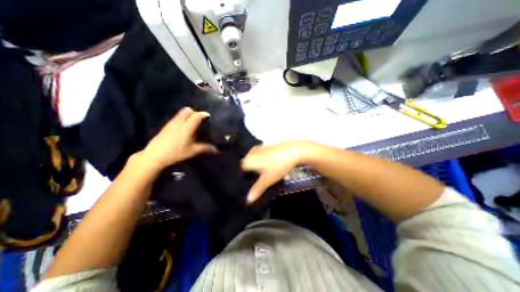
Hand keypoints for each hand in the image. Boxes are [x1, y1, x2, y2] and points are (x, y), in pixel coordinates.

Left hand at [140, 108, 217, 170]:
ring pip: (180, 113)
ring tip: (192, 123)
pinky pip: (176, 117)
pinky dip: (182, 118)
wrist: (155, 155)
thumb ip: (205, 148)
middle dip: (195, 112)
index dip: (203, 114)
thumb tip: (216, 150)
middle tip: (199, 120)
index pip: (196, 115)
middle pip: (187, 110)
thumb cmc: (176, 152)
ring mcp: (171, 123)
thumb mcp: (193, 151)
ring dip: (188, 114)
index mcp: (187, 127)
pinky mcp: (166, 126)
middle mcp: (179, 122)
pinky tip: (183, 127)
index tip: (208, 116)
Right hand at [241, 141, 316, 201]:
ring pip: (252, 160)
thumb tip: (247, 200)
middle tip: (253, 182)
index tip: (246, 185)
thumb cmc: (277, 166)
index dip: (243, 179)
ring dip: (254, 167)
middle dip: (248, 173)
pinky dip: (259, 162)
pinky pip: (258, 156)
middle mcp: (251, 153)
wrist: (292, 151)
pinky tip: (266, 167)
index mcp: (248, 160)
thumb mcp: (267, 180)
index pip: (240, 170)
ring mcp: (258, 149)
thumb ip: (257, 189)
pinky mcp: (266, 147)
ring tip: (260, 176)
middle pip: (246, 165)